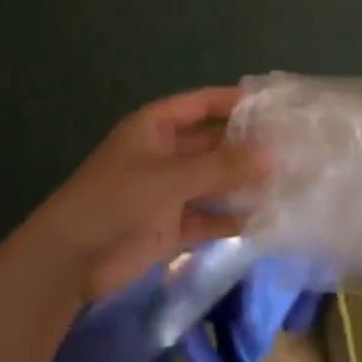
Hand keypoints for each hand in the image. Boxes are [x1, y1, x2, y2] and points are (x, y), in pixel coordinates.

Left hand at [21, 87, 267, 304]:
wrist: (69, 260)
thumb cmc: (116, 200)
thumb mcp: (171, 177)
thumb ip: (221, 166)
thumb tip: (271, 155)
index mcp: (158, 126)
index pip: (204, 103)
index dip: (236, 101)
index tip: (275, 105)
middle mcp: (166, 153)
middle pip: (213, 142)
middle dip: (247, 146)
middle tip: (292, 148)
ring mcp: (169, 190)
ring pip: (214, 180)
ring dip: (242, 183)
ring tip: (286, 183)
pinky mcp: (171, 225)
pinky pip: (207, 216)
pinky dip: (230, 218)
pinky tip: (262, 220)